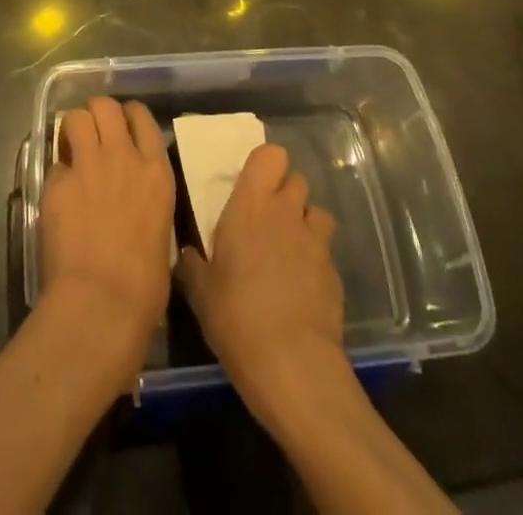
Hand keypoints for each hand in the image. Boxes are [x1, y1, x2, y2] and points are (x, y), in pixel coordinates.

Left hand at [37, 98, 175, 376]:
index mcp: (156, 172)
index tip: (121, 128)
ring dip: (72, 130)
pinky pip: (53, 163)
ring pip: (75, 118)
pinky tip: (58, 194)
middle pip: (105, 106)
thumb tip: (137, 206)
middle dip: (96, 115)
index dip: (128, 116)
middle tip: (92, 136)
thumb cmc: (144, 287)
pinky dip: (56, 174)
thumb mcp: (162, 233)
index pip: (142, 117)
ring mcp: (88, 166)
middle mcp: (123, 157)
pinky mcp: (57, 183)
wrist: (102, 304)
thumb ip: (147, 203)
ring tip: (71, 150)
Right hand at [175, 142, 345, 417]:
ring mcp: (315, 242)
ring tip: (288, 248)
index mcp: (251, 205)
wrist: (293, 367)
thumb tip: (187, 255)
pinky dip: (315, 259)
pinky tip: (301, 286)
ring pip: (316, 212)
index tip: (253, 183)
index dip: (266, 164)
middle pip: (296, 179)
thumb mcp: (201, 293)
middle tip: (266, 218)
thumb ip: (193, 265)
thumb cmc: (237, 317)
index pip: (270, 155)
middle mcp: (286, 212)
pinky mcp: (335, 273)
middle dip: (284, 192)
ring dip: (304, 222)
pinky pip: (325, 251)